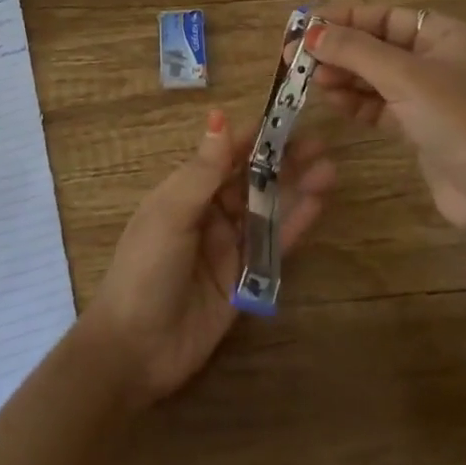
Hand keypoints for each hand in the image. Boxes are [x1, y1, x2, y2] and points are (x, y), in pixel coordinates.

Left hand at [83, 109, 335, 406]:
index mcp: (184, 193)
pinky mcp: (245, 278)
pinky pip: (274, 246)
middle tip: (320, 144)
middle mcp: (209, 214)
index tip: (285, 117)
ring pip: (268, 210)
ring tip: (330, 170)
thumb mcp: (171, 214)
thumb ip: (203, 169)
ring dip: (296, 189)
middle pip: (252, 180)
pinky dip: (295, 224)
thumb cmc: (145, 270)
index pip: (224, 156)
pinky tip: (319, 204)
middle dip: (283, 161)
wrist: (135, 349)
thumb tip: (218, 115)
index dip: (254, 137)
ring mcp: (228, 247)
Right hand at [303, 5, 465, 242]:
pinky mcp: (421, 127)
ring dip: (344, 77)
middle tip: (296, 57)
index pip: (387, 16)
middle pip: (379, 45)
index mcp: (447, 35)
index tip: (305, 25)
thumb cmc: (456, 120)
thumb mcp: (404, 77)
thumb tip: (310, 32)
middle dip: (339, 50)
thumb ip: (355, 51)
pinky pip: (381, 105)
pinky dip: (356, 103)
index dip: (345, 18)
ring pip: (377, 77)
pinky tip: (332, 101)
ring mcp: (431, 96)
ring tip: (311, 80)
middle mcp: (440, 60)